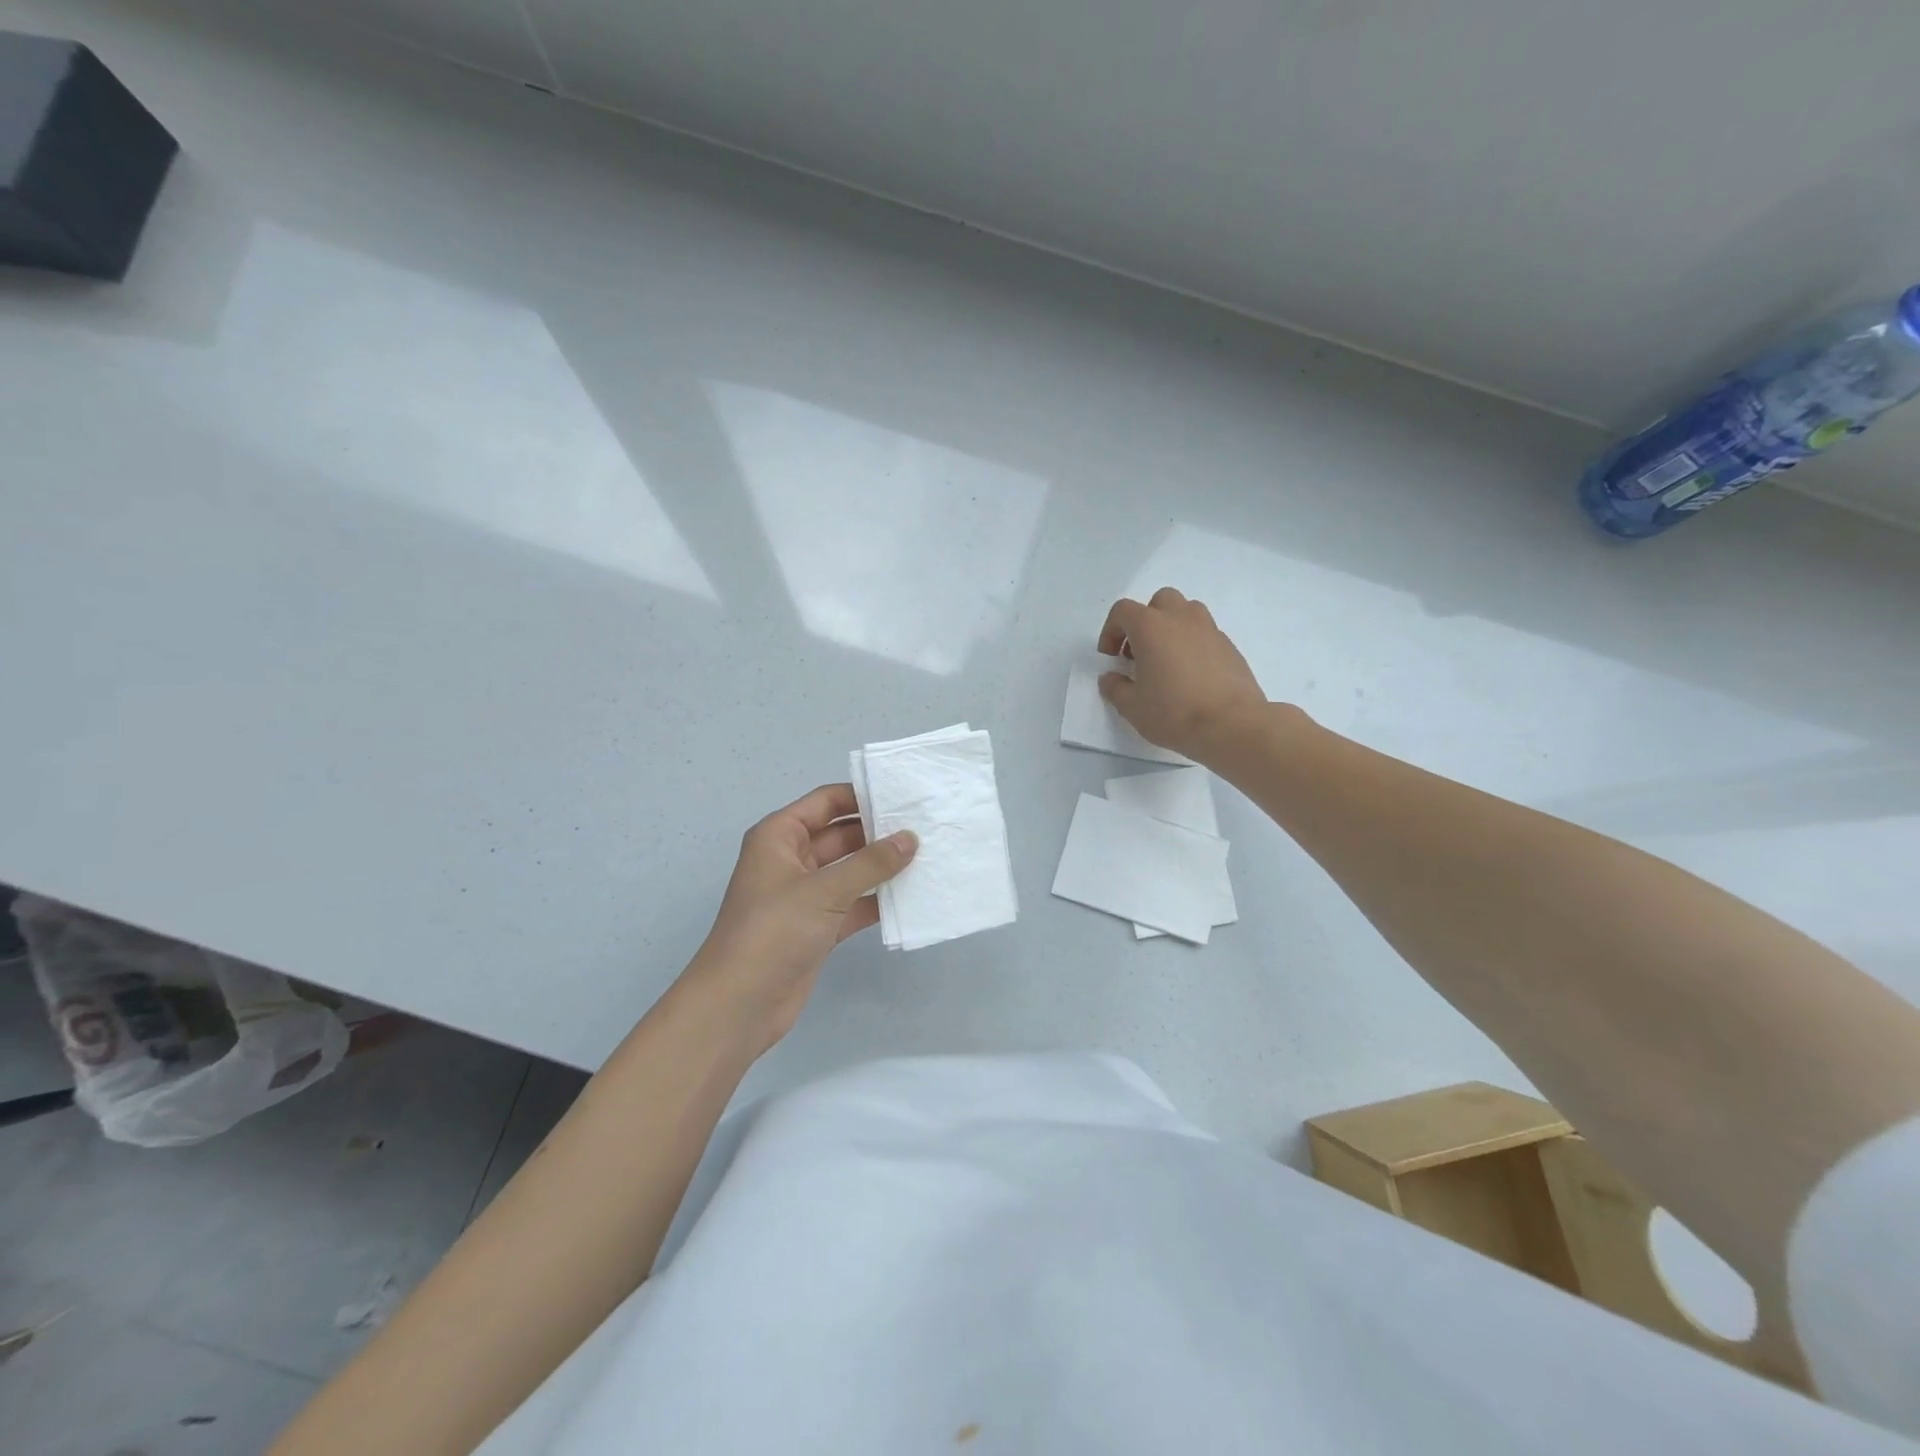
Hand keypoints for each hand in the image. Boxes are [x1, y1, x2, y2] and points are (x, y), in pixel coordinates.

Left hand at [684, 784, 915, 1054]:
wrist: (739, 1005)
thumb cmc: (774, 931)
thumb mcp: (824, 890)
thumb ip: (871, 863)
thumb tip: (910, 838)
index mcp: (779, 837)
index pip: (825, 802)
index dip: (860, 796)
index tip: (903, 796)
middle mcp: (790, 860)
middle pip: (840, 835)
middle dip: (878, 832)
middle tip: (925, 827)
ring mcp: (804, 896)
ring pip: (849, 870)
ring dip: (881, 867)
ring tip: (927, 856)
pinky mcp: (816, 927)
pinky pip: (852, 903)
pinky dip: (876, 900)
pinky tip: (911, 896)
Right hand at [1098, 588, 1267, 761]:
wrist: (1232, 725)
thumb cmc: (1174, 712)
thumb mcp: (1131, 707)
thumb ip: (1115, 688)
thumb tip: (1111, 678)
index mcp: (1150, 627)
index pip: (1123, 611)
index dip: (1110, 631)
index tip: (1111, 658)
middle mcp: (1181, 618)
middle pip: (1159, 601)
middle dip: (1145, 622)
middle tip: (1139, 653)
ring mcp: (1209, 629)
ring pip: (1186, 612)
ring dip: (1171, 628)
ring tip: (1167, 660)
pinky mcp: (1229, 646)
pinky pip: (1205, 634)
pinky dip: (1192, 645)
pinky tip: (1191, 676)